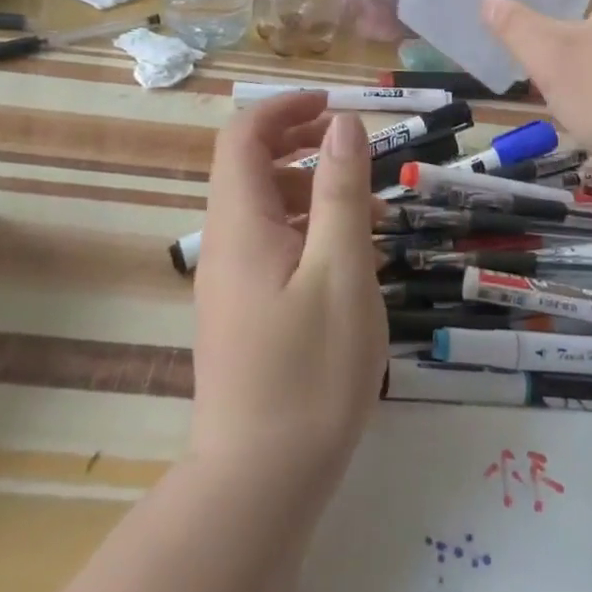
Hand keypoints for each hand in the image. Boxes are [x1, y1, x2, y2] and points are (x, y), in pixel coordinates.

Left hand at [190, 93, 386, 485]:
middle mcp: (224, 244)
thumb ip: (341, 192)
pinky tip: (349, 258)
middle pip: (248, 167)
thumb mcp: (340, 271)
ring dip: (310, 190)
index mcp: (239, 225)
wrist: (259, 485)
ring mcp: (230, 281)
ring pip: (264, 208)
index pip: (241, 137)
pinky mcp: (242, 311)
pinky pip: (270, 246)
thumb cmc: (308, 372)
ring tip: (367, 208)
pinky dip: (307, 231)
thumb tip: (342, 124)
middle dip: (298, 142)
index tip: (332, 106)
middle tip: (352, 146)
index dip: (283, 108)